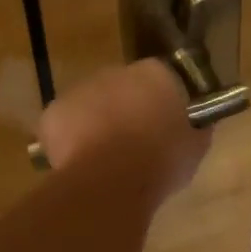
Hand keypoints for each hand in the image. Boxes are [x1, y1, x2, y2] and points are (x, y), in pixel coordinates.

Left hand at [35, 59, 208, 204]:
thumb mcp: (195, 146)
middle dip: (127, 107)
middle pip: (123, 87)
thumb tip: (195, 123)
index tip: (165, 122)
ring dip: (99, 121)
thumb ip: (195, 126)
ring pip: (92, 103)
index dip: (161, 100)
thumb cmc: (161, 161)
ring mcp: (82, 89)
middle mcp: (118, 71)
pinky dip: (71, 138)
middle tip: (135, 141)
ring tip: (106, 156)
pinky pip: (65, 123)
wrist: (113, 180)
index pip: (161, 78)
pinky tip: (82, 162)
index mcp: (157, 74)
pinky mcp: (55, 111)